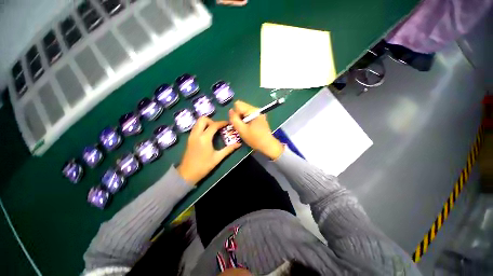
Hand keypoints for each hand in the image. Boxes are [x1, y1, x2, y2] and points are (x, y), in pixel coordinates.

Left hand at [177, 117, 240, 184]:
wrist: (187, 174)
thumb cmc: (203, 166)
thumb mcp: (218, 158)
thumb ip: (228, 149)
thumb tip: (238, 144)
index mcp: (204, 138)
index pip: (214, 125)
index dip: (222, 123)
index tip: (228, 123)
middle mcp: (196, 134)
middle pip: (202, 119)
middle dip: (212, 120)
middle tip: (218, 127)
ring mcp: (191, 136)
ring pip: (198, 122)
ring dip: (206, 123)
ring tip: (214, 130)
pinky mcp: (189, 139)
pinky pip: (196, 127)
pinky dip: (202, 127)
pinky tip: (207, 135)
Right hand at [229, 101, 283, 159]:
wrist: (267, 145)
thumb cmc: (254, 138)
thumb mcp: (241, 130)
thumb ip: (234, 119)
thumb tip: (230, 110)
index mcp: (253, 111)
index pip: (238, 104)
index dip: (235, 114)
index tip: (238, 123)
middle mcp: (257, 110)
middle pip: (242, 108)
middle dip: (238, 116)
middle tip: (241, 127)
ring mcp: (259, 114)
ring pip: (245, 112)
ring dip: (242, 120)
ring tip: (244, 128)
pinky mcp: (260, 118)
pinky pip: (249, 116)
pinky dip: (246, 121)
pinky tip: (248, 128)